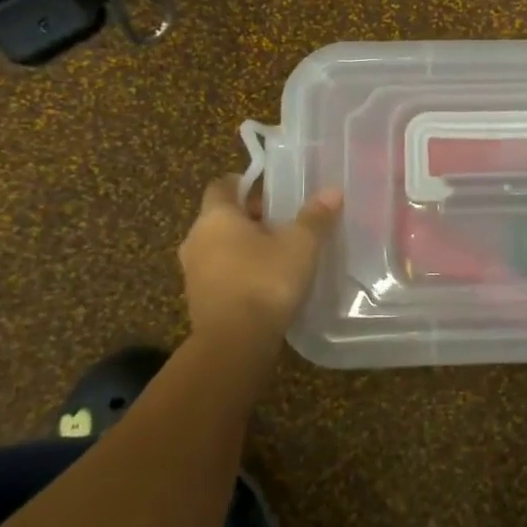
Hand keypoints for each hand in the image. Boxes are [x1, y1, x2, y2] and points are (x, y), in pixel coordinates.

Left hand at [178, 177, 342, 343]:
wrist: (234, 343)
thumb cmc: (265, 281)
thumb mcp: (300, 245)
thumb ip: (315, 217)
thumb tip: (333, 191)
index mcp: (216, 217)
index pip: (222, 185)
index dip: (244, 183)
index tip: (270, 189)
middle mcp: (196, 239)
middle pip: (222, 217)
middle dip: (251, 217)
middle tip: (284, 222)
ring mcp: (193, 272)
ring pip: (219, 247)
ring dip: (244, 247)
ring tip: (279, 254)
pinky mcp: (199, 300)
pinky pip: (220, 274)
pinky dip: (239, 272)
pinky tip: (266, 283)